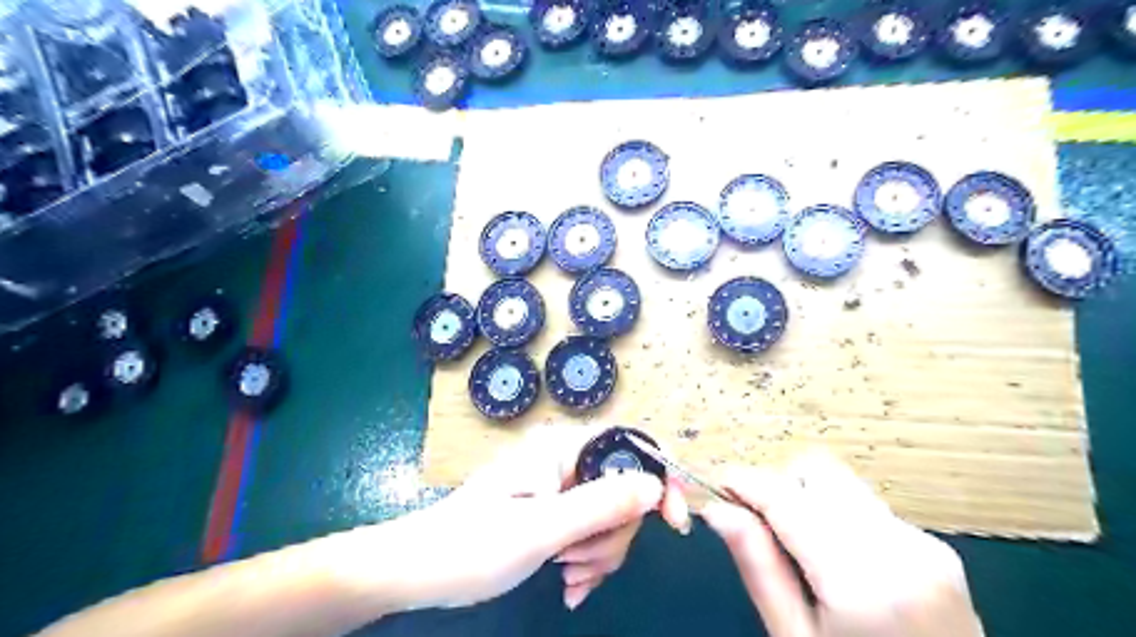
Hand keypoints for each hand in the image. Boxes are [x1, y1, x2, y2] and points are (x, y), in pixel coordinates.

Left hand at [341, 425, 687, 614]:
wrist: (419, 569)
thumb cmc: (471, 545)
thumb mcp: (541, 529)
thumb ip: (600, 504)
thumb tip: (655, 485)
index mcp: (561, 449)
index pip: (630, 445)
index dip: (659, 478)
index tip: (674, 523)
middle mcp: (564, 461)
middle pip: (625, 490)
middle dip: (612, 535)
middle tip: (578, 563)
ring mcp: (559, 487)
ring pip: (610, 517)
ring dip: (598, 554)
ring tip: (566, 577)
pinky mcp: (553, 511)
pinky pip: (590, 532)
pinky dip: (587, 560)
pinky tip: (568, 584)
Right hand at [708, 453, 980, 636]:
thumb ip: (759, 567)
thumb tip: (717, 509)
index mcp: (864, 581)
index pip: (786, 498)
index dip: (744, 482)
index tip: (716, 486)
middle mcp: (900, 548)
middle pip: (817, 471)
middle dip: (778, 487)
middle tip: (758, 526)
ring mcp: (923, 545)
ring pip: (841, 482)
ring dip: (806, 498)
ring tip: (796, 547)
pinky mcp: (934, 548)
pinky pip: (865, 505)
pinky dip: (835, 516)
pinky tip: (834, 559)